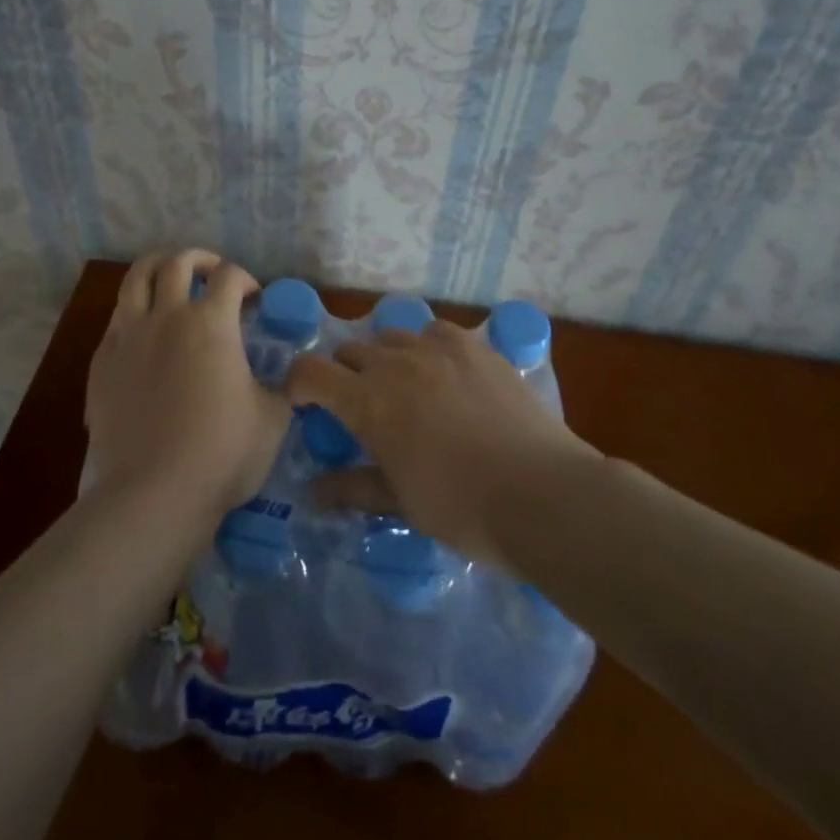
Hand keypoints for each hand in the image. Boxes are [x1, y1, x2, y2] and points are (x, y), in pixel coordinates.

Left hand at [85, 251, 290, 524]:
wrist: (154, 493)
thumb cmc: (222, 453)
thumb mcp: (273, 419)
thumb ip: (282, 388)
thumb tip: (289, 379)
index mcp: (211, 322)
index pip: (229, 276)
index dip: (246, 279)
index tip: (254, 298)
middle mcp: (166, 316)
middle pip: (178, 262)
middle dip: (200, 259)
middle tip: (212, 273)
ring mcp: (128, 336)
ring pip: (136, 278)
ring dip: (158, 268)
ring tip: (170, 278)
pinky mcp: (102, 362)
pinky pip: (116, 319)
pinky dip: (134, 311)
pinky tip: (144, 332)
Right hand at [286, 320, 598, 568]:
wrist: (541, 492)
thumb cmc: (462, 508)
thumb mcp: (401, 502)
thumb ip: (354, 488)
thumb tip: (314, 492)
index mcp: (368, 402)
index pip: (310, 372)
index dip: (298, 384)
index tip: (305, 405)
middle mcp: (395, 363)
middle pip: (350, 351)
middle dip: (344, 375)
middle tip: (362, 409)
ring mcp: (437, 348)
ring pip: (391, 337)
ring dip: (385, 360)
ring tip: (405, 390)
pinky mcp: (474, 345)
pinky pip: (434, 331)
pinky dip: (426, 347)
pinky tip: (443, 373)